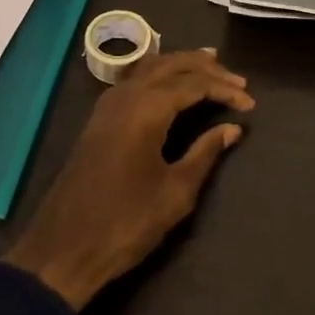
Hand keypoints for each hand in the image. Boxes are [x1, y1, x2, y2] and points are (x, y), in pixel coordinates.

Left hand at [3, 49, 255, 309]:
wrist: (63, 249)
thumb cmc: (126, 222)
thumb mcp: (175, 192)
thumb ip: (205, 153)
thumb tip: (231, 128)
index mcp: (146, 109)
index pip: (193, 84)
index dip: (224, 89)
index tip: (250, 104)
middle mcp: (125, 96)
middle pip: (170, 65)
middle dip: (205, 67)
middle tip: (236, 79)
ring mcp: (107, 106)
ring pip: (149, 68)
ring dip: (181, 65)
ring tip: (210, 66)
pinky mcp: (98, 120)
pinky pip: (134, 81)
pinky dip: (159, 75)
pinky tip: (171, 85)